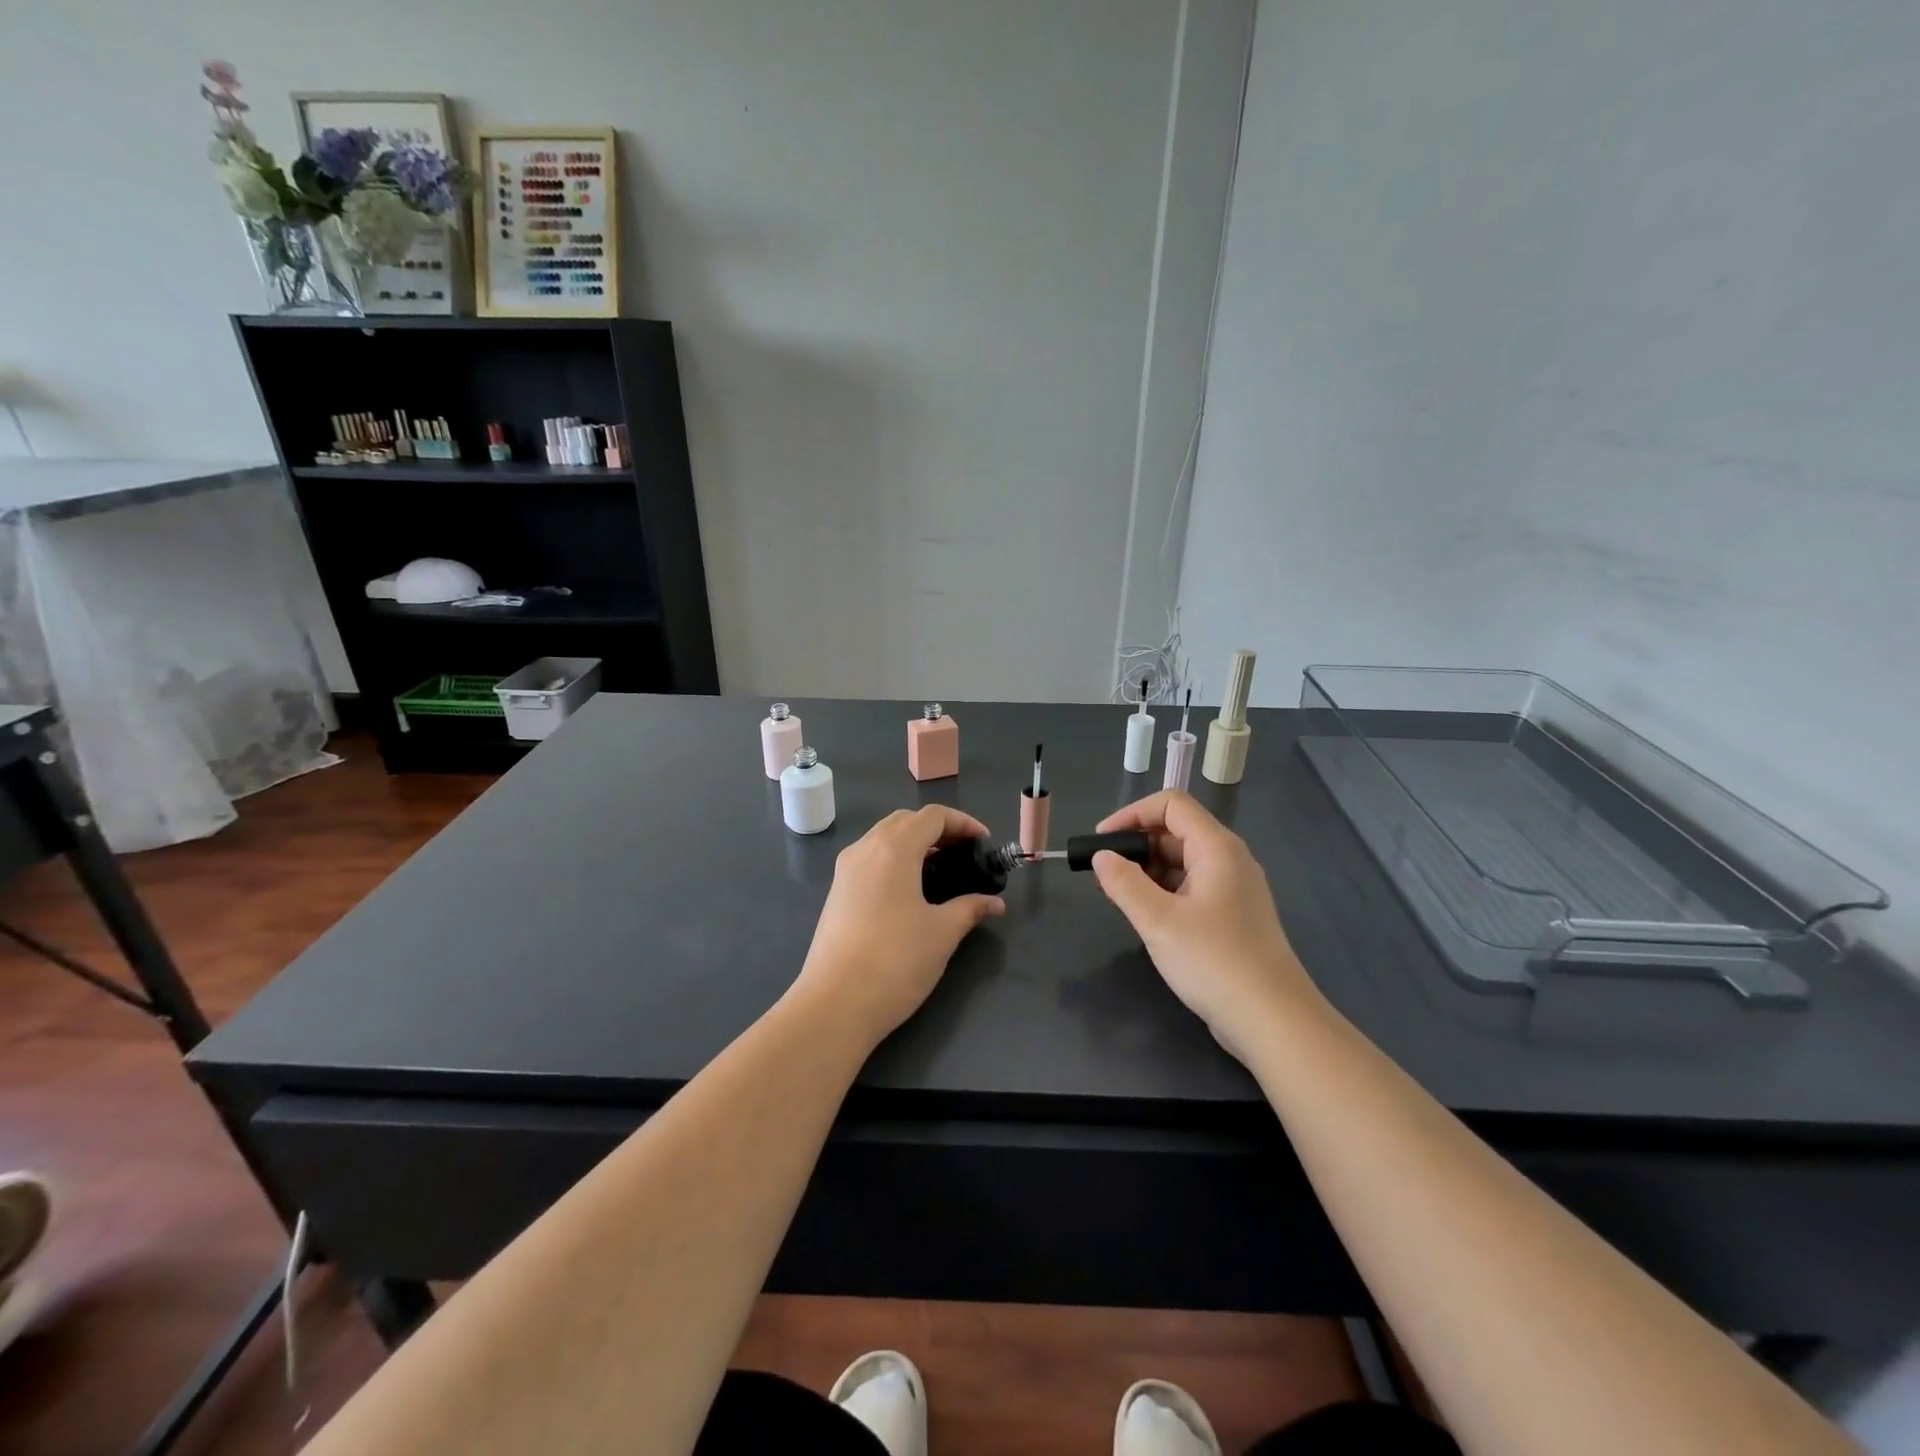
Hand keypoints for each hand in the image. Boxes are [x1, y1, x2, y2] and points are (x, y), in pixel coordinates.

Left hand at [791, 805, 1004, 1046]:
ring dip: (913, 843)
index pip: (932, 816)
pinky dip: (894, 859)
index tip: (984, 843)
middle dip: (937, 829)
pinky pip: (870, 859)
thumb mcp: (942, 933)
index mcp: (893, 849)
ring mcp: (845, 871)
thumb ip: (970, 908)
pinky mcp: (836, 893)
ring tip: (940, 869)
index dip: (962, 823)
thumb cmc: (895, 961)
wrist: (835, 1004)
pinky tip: (910, 890)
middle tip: (964, 853)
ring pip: (883, 838)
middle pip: (905, 820)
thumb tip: (994, 903)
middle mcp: (865, 849)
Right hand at [1091, 790, 1319, 1059]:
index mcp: (1216, 848)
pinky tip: (1146, 917)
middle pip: (1176, 831)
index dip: (1132, 814)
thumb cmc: (1214, 961)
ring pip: (1183, 862)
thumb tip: (1102, 857)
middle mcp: (1229, 860)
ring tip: (1118, 898)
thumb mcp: (1159, 921)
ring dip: (1148, 872)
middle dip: (1136, 846)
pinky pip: (1192, 887)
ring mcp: (1234, 889)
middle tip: (1104, 875)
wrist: (1272, 1020)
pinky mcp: (1233, 916)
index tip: (1101, 841)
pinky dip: (1164, 892)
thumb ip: (1124, 883)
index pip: (1171, 805)